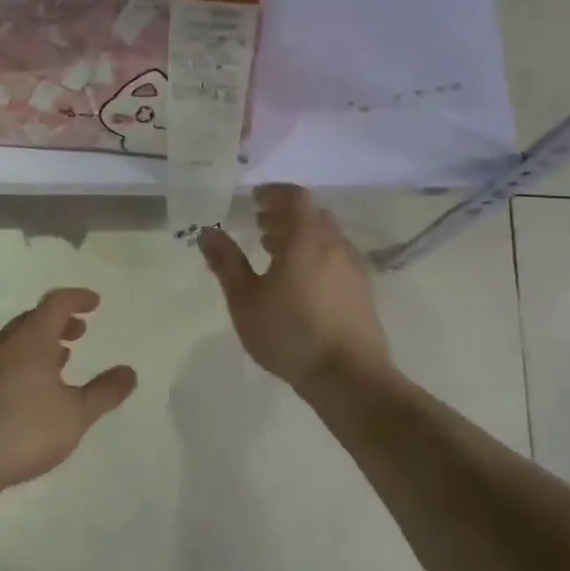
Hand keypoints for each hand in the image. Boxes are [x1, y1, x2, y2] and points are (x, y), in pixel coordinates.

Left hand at [0, 288, 138, 496]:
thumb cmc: (25, 431)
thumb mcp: (76, 415)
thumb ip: (104, 392)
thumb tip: (129, 372)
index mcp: (30, 341)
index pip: (55, 304)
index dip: (77, 299)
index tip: (94, 303)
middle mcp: (3, 345)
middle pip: (33, 320)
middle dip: (59, 321)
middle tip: (79, 332)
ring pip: (15, 341)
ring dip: (40, 343)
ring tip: (60, 360)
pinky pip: (1, 361)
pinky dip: (22, 361)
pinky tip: (29, 389)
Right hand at [198, 185, 391, 394]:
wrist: (349, 377)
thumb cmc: (290, 333)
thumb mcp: (245, 300)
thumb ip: (226, 262)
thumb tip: (208, 231)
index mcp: (307, 238)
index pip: (294, 197)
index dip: (273, 193)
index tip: (253, 199)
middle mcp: (335, 244)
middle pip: (311, 215)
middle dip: (284, 214)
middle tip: (258, 225)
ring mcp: (352, 268)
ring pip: (325, 237)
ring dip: (299, 236)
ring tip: (272, 251)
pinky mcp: (361, 291)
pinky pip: (334, 257)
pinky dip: (314, 255)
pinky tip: (297, 281)